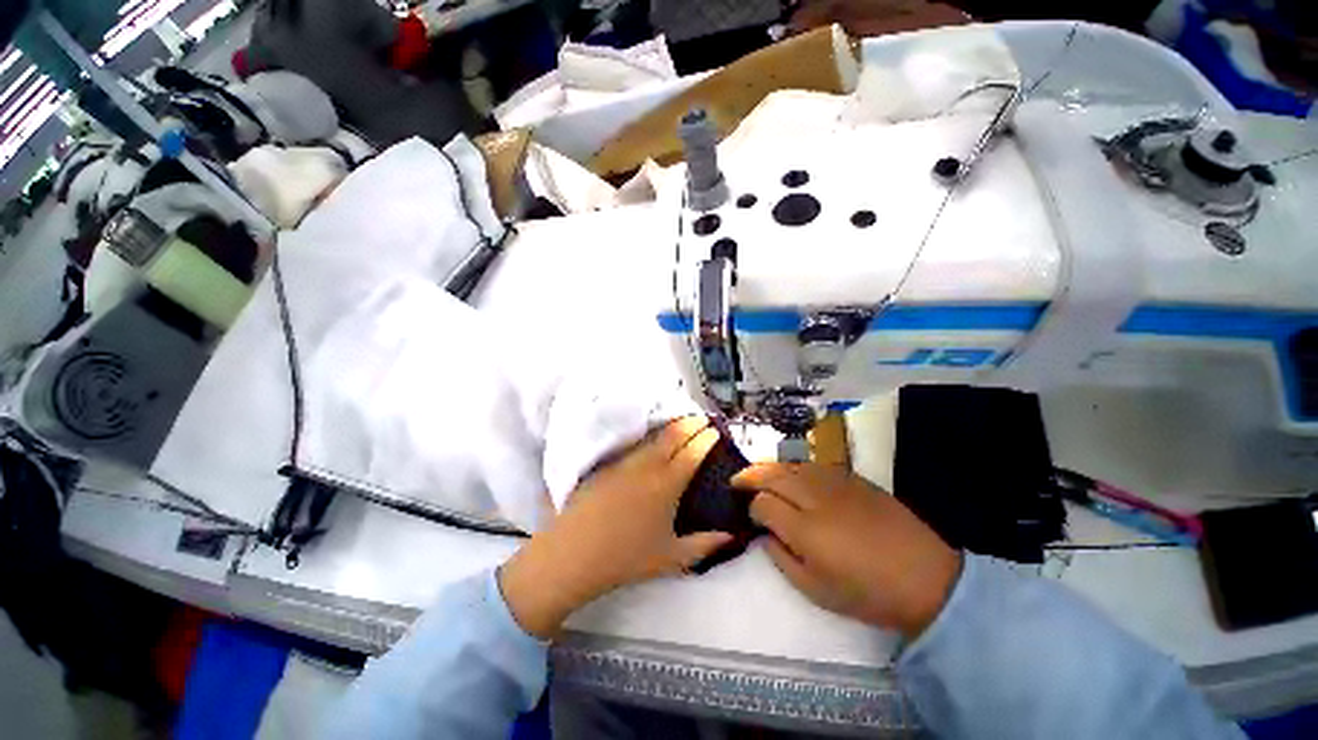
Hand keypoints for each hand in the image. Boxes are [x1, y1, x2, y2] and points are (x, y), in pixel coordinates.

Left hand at [499, 417, 732, 638]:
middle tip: (702, 419)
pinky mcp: (607, 462)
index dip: (707, 437)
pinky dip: (649, 435)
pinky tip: (650, 440)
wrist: (575, 553)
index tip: (715, 431)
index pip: (693, 451)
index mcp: (667, 484)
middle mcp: (648, 465)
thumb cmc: (626, 558)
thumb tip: (731, 536)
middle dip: (692, 422)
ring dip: (670, 425)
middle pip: (674, 433)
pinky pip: (634, 442)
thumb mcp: (671, 558)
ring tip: (681, 425)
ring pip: (653, 434)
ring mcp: (625, 460)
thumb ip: (705, 545)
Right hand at [733, 463, 961, 639]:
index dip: (751, 508)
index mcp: (804, 529)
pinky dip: (793, 467)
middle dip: (749, 476)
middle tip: (736, 480)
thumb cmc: (867, 592)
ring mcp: (834, 482)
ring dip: (768, 467)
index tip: (751, 517)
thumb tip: (765, 534)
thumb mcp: (816, 591)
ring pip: (790, 464)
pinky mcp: (852, 477)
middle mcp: (814, 497)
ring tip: (757, 473)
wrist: (926, 576)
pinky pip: (812, 464)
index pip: (762, 504)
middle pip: (771, 475)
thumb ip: (781, 559)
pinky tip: (791, 474)